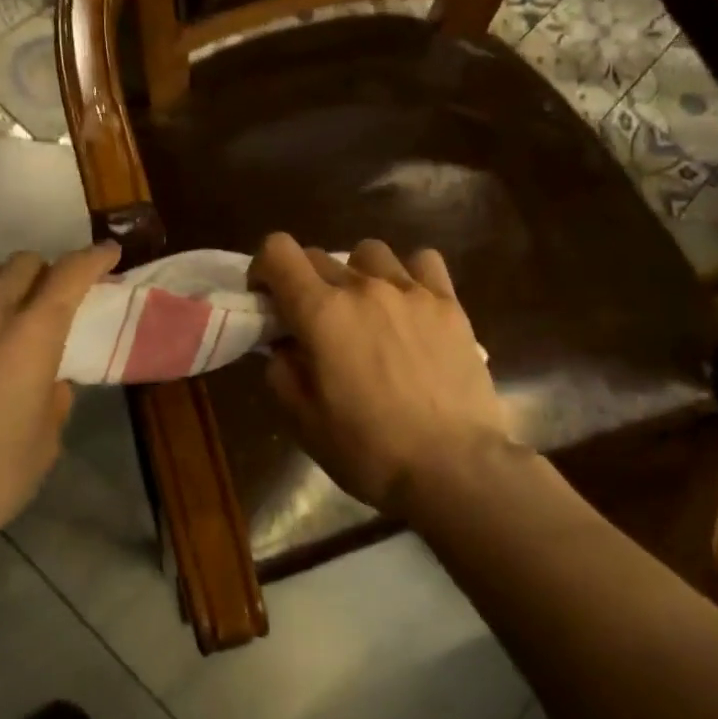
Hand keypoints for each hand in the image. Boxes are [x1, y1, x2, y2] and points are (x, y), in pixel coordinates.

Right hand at [248, 233, 516, 516]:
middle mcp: (363, 287)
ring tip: (365, 310)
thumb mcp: (305, 422)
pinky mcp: (449, 304)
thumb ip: (282, 372)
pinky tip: (410, 304)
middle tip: (313, 323)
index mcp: (322, 313)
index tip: (267, 299)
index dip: (263, 268)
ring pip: (370, 252)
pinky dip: (409, 274)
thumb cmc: (370, 450)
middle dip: (304, 282)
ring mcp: (411, 291)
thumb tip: (284, 346)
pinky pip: (423, 262)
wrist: (454, 467)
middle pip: (319, 256)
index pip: (278, 251)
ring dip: (355, 273)